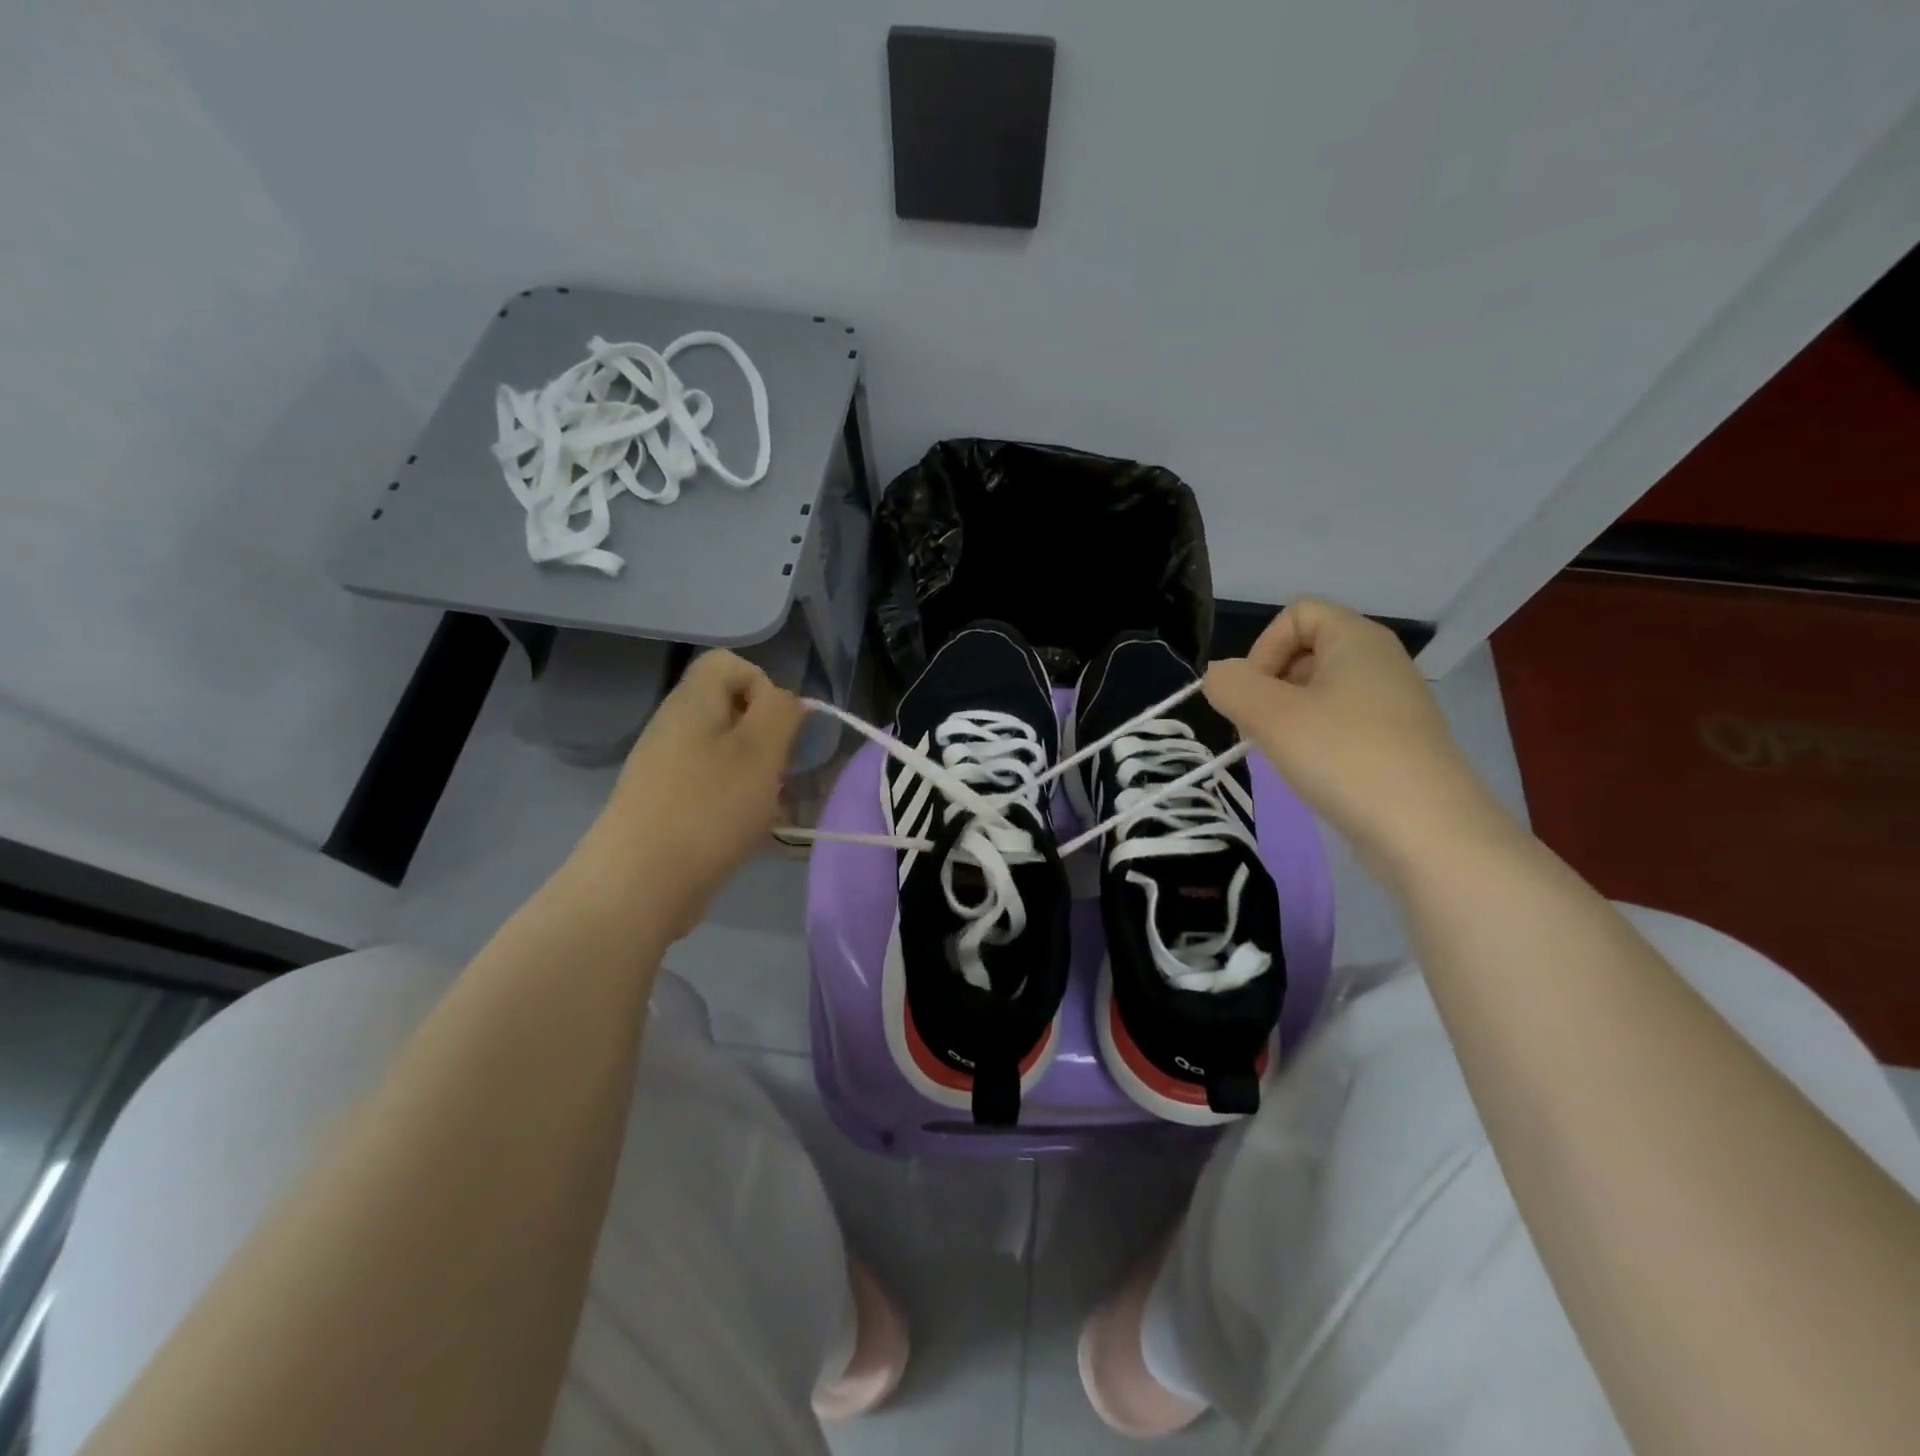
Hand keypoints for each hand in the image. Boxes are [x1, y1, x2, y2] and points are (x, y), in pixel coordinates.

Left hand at [576, 649, 801, 937]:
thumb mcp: (761, 751)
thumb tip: (785, 702)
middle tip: (776, 773)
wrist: (637, 886)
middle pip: (731, 710)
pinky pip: (711, 787)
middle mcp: (674, 728)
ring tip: (768, 809)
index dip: (763, 686)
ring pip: (726, 753)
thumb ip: (781, 712)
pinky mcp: (666, 806)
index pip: (730, 663)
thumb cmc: (708, 809)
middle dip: (767, 739)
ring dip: (757, 775)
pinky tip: (748, 833)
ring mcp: (666, 769)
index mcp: (692, 703)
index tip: (777, 729)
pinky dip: (736, 802)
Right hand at [1203, 599, 1512, 880]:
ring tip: (1281, 755)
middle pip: (1305, 652)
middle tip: (1258, 730)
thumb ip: (1230, 685)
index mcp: (1357, 639)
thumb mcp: (1269, 716)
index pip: (1296, 614)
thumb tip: (1220, 676)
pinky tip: (1310, 774)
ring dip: (1286, 718)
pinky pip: (1341, 724)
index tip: (1253, 696)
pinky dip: (1315, 741)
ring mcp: (1393, 704)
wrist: (1428, 832)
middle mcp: (1380, 662)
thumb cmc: (1344, 757)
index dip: (1263, 648)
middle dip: (1268, 686)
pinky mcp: (1397, 743)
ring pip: (1319, 693)